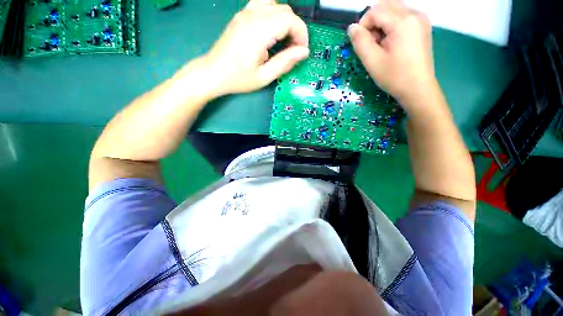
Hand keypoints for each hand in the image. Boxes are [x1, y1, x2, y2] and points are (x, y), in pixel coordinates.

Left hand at [201, 0, 308, 96]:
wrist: (213, 72)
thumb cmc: (238, 79)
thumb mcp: (264, 77)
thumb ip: (285, 63)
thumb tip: (304, 52)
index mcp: (258, 31)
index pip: (289, 19)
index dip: (301, 34)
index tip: (301, 51)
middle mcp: (252, 16)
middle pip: (285, 10)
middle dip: (295, 29)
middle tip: (294, 50)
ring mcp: (245, 12)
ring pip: (276, 5)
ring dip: (286, 21)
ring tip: (284, 40)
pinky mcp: (242, 15)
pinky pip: (263, 4)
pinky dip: (274, 15)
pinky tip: (273, 31)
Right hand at [348, 0, 435, 112]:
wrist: (418, 89)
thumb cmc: (394, 77)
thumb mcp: (372, 61)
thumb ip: (360, 42)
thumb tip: (352, 28)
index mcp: (403, 21)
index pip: (375, 11)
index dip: (363, 26)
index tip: (361, 44)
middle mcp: (414, 14)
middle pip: (385, 5)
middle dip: (373, 21)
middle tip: (372, 43)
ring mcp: (420, 20)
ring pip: (393, 10)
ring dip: (382, 24)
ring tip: (381, 45)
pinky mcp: (422, 27)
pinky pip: (402, 17)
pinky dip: (391, 26)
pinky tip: (391, 44)